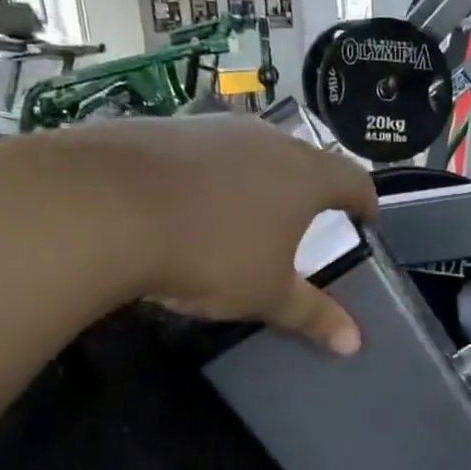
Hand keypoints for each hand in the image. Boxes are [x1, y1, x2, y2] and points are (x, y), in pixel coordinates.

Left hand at [37, 116, 377, 352]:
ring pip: (250, 152)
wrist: (105, 207)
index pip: (354, 181)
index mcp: (304, 175)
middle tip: (303, 225)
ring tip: (244, 216)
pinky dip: (208, 177)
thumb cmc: (210, 253)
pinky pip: (202, 153)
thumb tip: (354, 343)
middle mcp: (265, 138)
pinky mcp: (163, 126)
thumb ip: (313, 315)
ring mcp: (212, 126)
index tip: (365, 222)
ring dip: (256, 181)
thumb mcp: (266, 294)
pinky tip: (186, 205)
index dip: (365, 203)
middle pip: (303, 161)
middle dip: (308, 192)